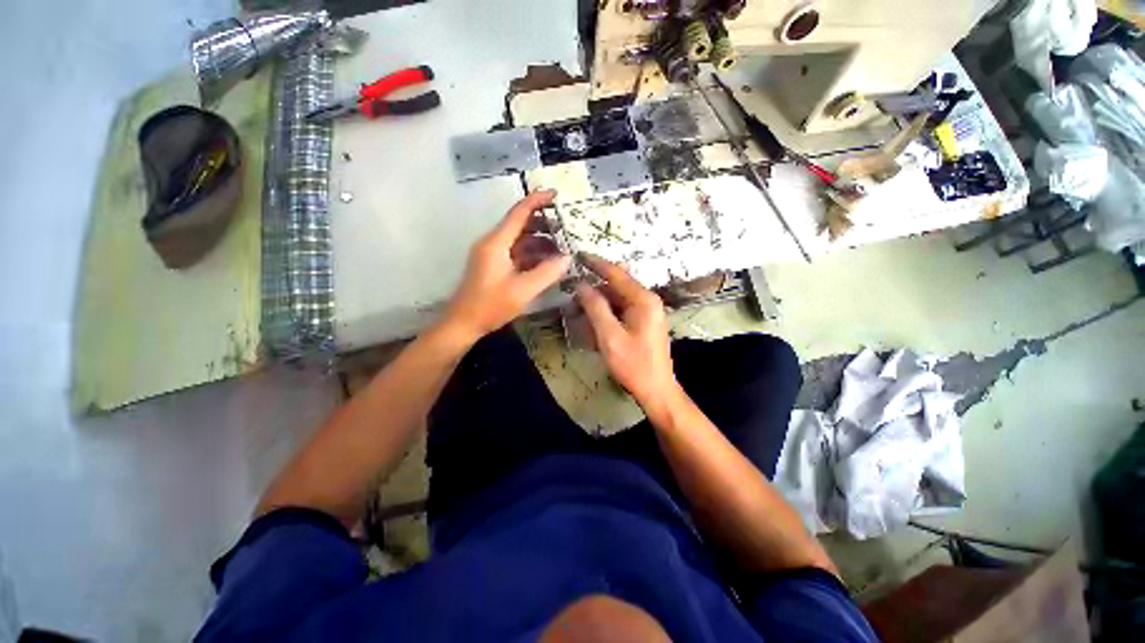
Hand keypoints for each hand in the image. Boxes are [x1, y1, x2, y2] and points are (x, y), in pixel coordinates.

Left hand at [443, 190, 570, 342]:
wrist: (463, 323)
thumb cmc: (490, 306)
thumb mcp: (523, 290)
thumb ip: (547, 273)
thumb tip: (568, 258)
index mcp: (496, 243)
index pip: (519, 213)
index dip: (537, 200)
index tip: (556, 194)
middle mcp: (493, 243)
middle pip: (520, 224)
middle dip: (543, 224)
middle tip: (566, 229)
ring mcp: (492, 254)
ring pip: (519, 240)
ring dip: (540, 241)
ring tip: (562, 248)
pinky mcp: (494, 266)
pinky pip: (516, 253)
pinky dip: (532, 254)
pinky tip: (547, 263)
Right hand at [575, 255, 681, 409]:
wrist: (656, 389)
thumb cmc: (633, 364)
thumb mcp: (609, 336)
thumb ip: (595, 308)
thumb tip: (582, 285)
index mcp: (643, 300)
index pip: (616, 274)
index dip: (596, 264)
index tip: (578, 255)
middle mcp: (648, 300)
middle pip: (617, 286)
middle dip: (595, 287)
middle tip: (573, 290)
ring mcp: (648, 311)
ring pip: (618, 298)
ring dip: (599, 302)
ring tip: (579, 308)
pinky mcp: (644, 322)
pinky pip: (622, 310)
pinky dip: (607, 313)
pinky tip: (594, 322)